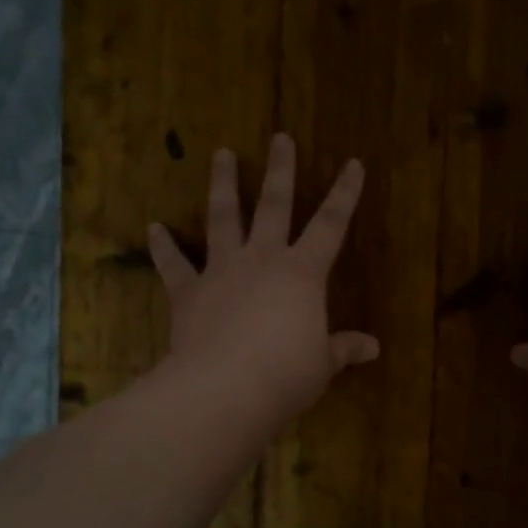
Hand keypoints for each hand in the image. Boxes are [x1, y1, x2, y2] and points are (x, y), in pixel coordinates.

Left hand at [148, 134, 378, 437]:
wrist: (224, 389)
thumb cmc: (285, 375)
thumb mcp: (322, 364)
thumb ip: (343, 349)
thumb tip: (373, 348)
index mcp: (302, 273)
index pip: (331, 225)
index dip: (345, 194)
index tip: (353, 163)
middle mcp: (262, 260)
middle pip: (274, 205)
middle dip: (280, 170)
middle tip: (280, 137)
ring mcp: (221, 271)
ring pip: (223, 217)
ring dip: (224, 184)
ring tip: (222, 153)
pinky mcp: (188, 292)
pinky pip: (173, 264)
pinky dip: (163, 246)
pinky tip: (154, 228)